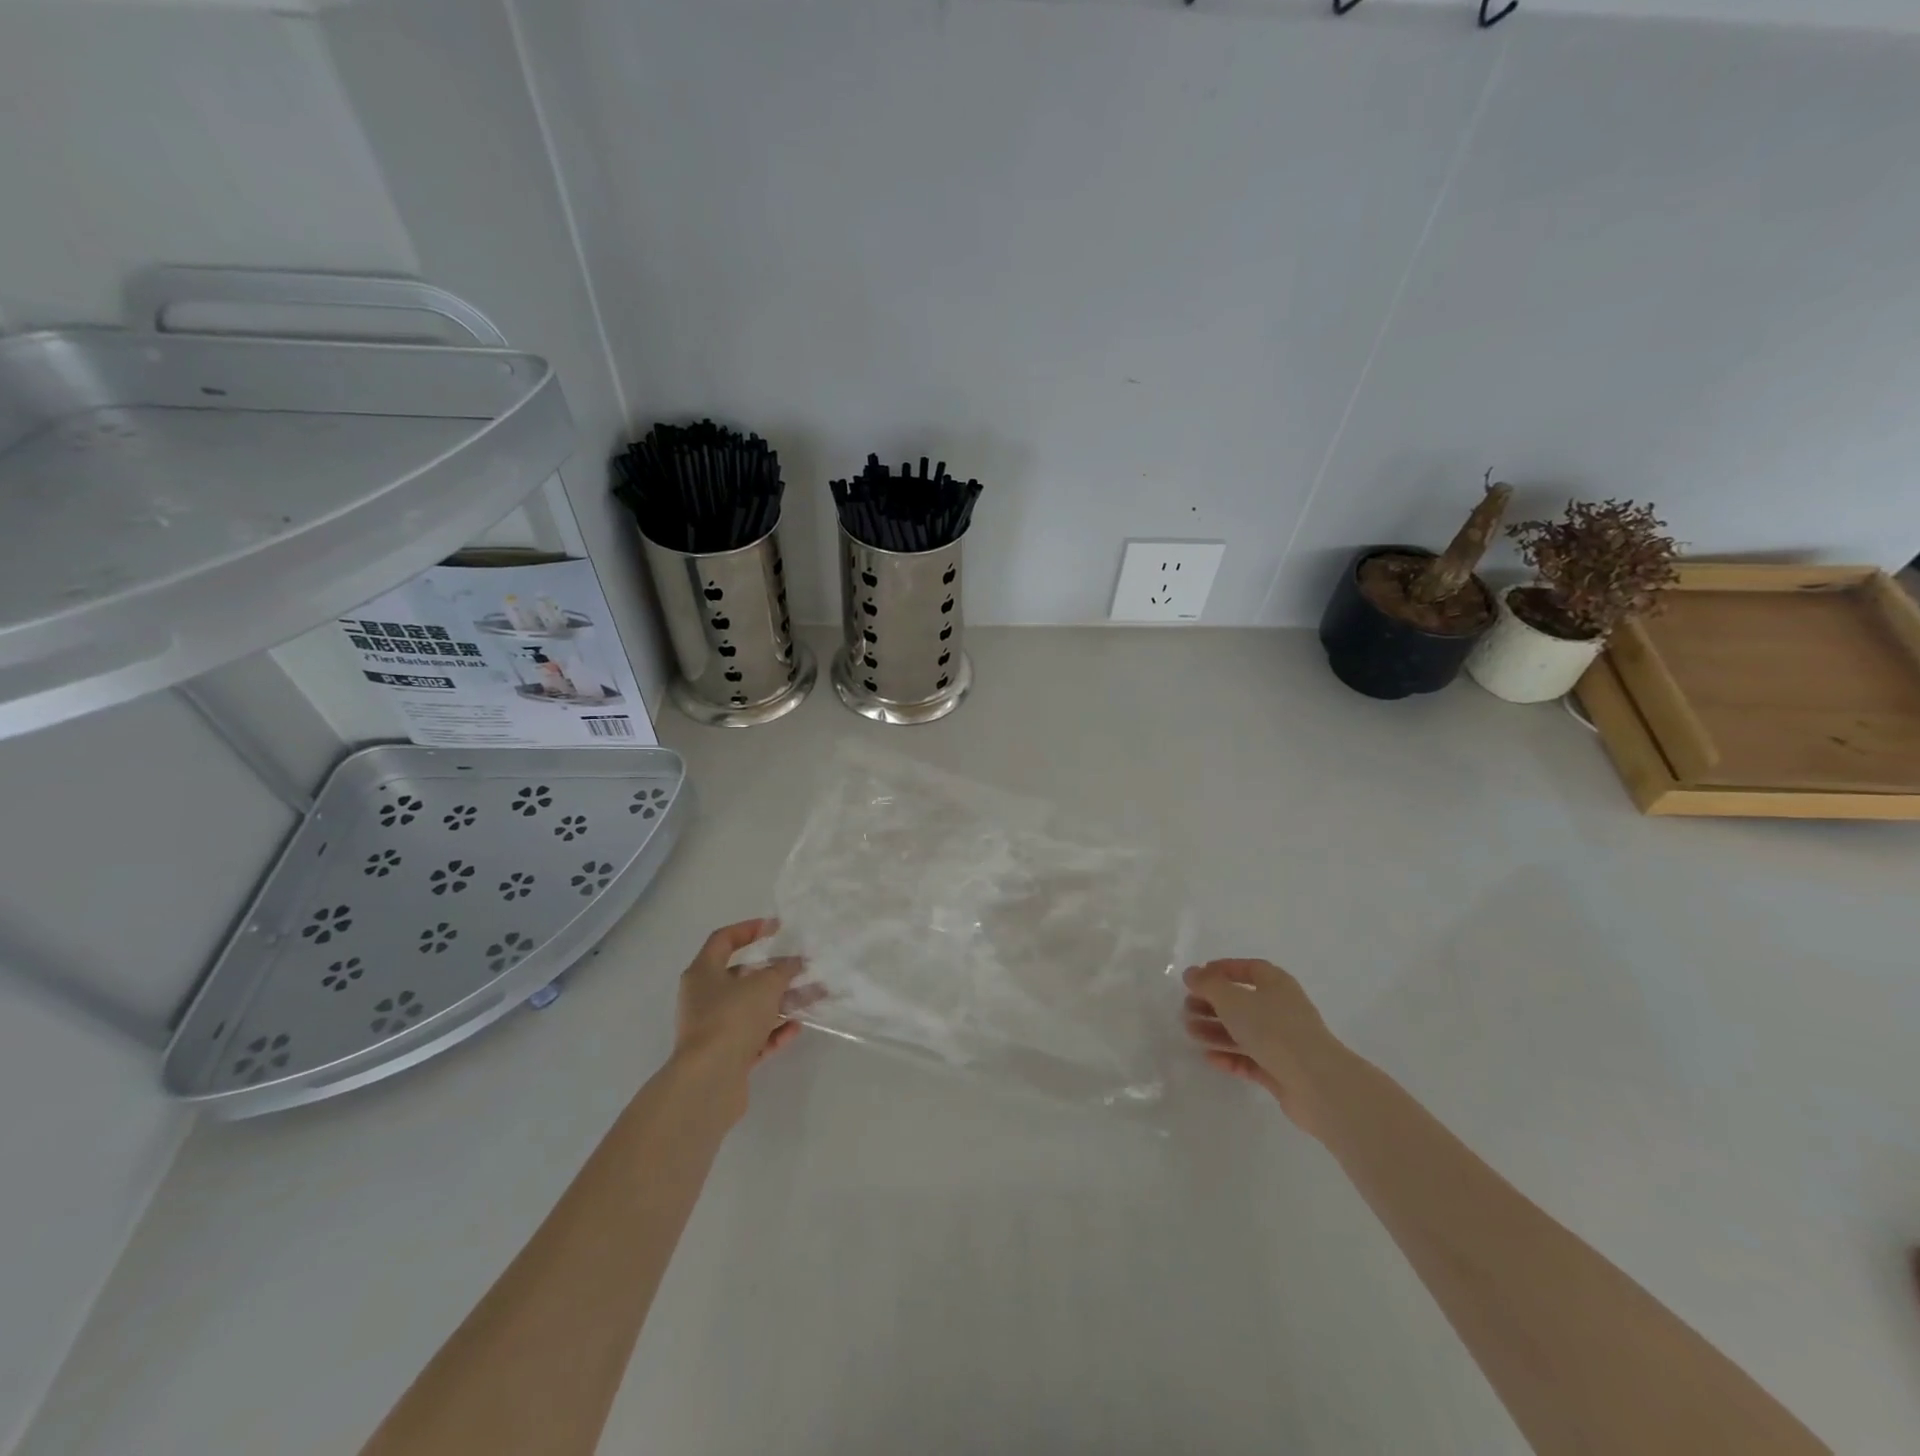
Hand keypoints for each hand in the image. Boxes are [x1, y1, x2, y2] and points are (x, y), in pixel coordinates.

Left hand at [670, 919, 810, 1117]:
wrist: (708, 1082)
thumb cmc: (731, 1019)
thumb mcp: (764, 986)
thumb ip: (782, 970)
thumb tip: (793, 963)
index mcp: (703, 973)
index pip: (724, 940)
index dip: (750, 929)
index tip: (777, 928)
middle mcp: (704, 999)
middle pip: (742, 977)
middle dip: (775, 972)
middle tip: (803, 968)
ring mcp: (714, 1029)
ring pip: (752, 1009)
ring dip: (782, 1002)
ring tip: (814, 997)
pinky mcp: (725, 1057)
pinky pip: (754, 1038)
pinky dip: (774, 1031)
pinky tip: (796, 1028)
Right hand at [1182, 959, 1344, 1135]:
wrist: (1315, 1083)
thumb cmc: (1272, 1029)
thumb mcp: (1233, 1000)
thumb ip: (1208, 984)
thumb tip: (1192, 973)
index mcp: (1276, 984)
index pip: (1248, 968)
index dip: (1222, 970)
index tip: (1196, 978)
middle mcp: (1282, 1009)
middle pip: (1242, 1001)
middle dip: (1213, 1004)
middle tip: (1187, 1009)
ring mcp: (1283, 1041)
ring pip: (1244, 1031)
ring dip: (1216, 1030)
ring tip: (1190, 1032)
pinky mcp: (1282, 1070)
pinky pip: (1251, 1058)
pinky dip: (1230, 1056)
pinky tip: (1209, 1058)